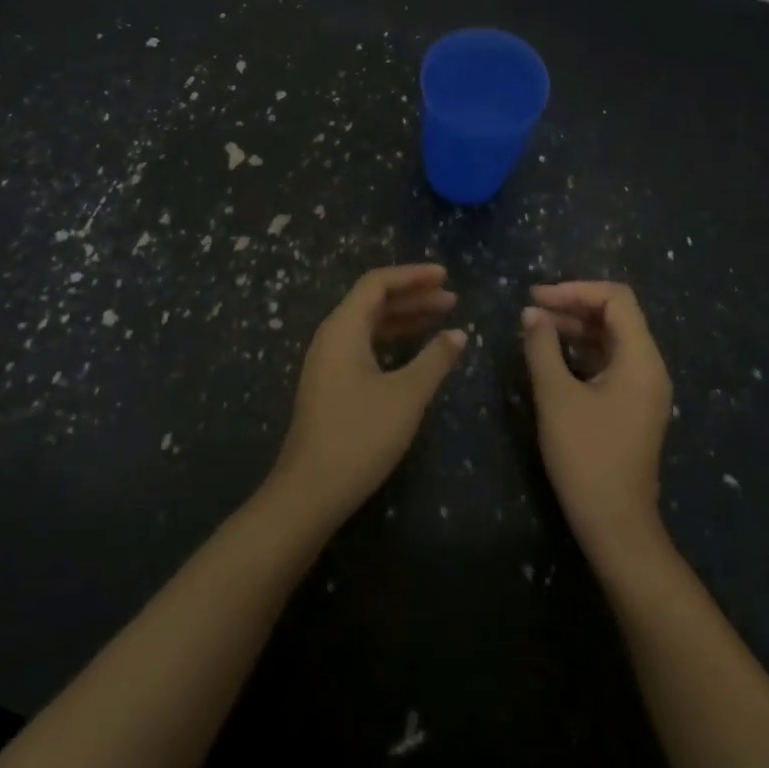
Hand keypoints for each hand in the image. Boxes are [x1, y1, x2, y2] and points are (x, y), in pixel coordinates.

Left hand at [267, 264, 465, 526]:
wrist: (310, 491)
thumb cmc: (360, 436)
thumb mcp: (406, 395)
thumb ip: (435, 359)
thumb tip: (458, 334)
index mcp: (343, 328)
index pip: (377, 283)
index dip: (413, 276)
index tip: (446, 276)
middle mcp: (331, 337)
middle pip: (373, 301)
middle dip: (413, 296)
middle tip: (451, 299)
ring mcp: (328, 362)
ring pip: (370, 325)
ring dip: (404, 319)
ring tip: (441, 319)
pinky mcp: (330, 384)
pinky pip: (365, 346)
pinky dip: (392, 341)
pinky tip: (415, 352)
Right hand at [521, 282, 673, 552]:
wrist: (614, 523)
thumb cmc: (586, 456)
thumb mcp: (556, 397)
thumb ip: (542, 348)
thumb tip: (531, 314)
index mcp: (641, 359)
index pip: (616, 299)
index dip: (575, 290)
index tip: (537, 297)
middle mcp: (649, 366)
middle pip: (615, 316)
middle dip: (573, 306)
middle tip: (531, 310)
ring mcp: (642, 387)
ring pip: (611, 339)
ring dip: (575, 328)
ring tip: (535, 329)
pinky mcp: (631, 405)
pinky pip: (609, 362)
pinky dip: (581, 351)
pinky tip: (551, 356)